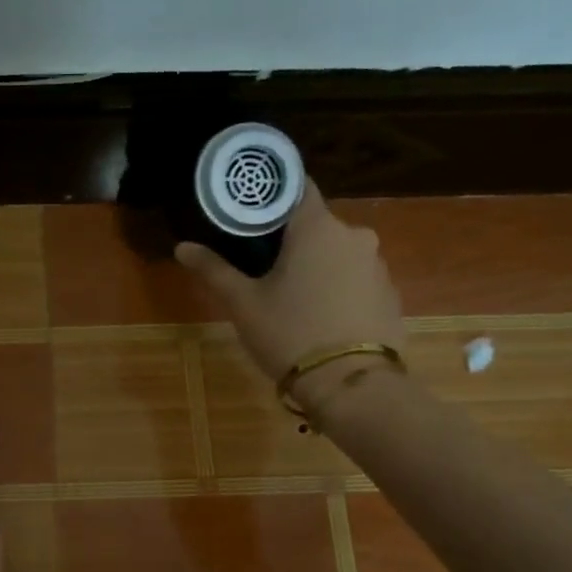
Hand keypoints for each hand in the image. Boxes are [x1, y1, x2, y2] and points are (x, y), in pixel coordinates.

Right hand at [176, 180, 406, 412]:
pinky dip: (336, 288)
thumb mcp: (243, 304)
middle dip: (289, 239)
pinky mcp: (390, 295)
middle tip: (260, 265)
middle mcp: (354, 236)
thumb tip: (182, 247)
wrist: (352, 385)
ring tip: (290, 297)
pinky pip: (355, 279)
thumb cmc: (290, 333)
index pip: (296, 186)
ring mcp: (377, 265)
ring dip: (315, 265)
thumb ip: (214, 270)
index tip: (249, 210)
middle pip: (315, 224)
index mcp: (317, 228)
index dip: (271, 194)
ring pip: (337, 253)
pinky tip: (319, 316)